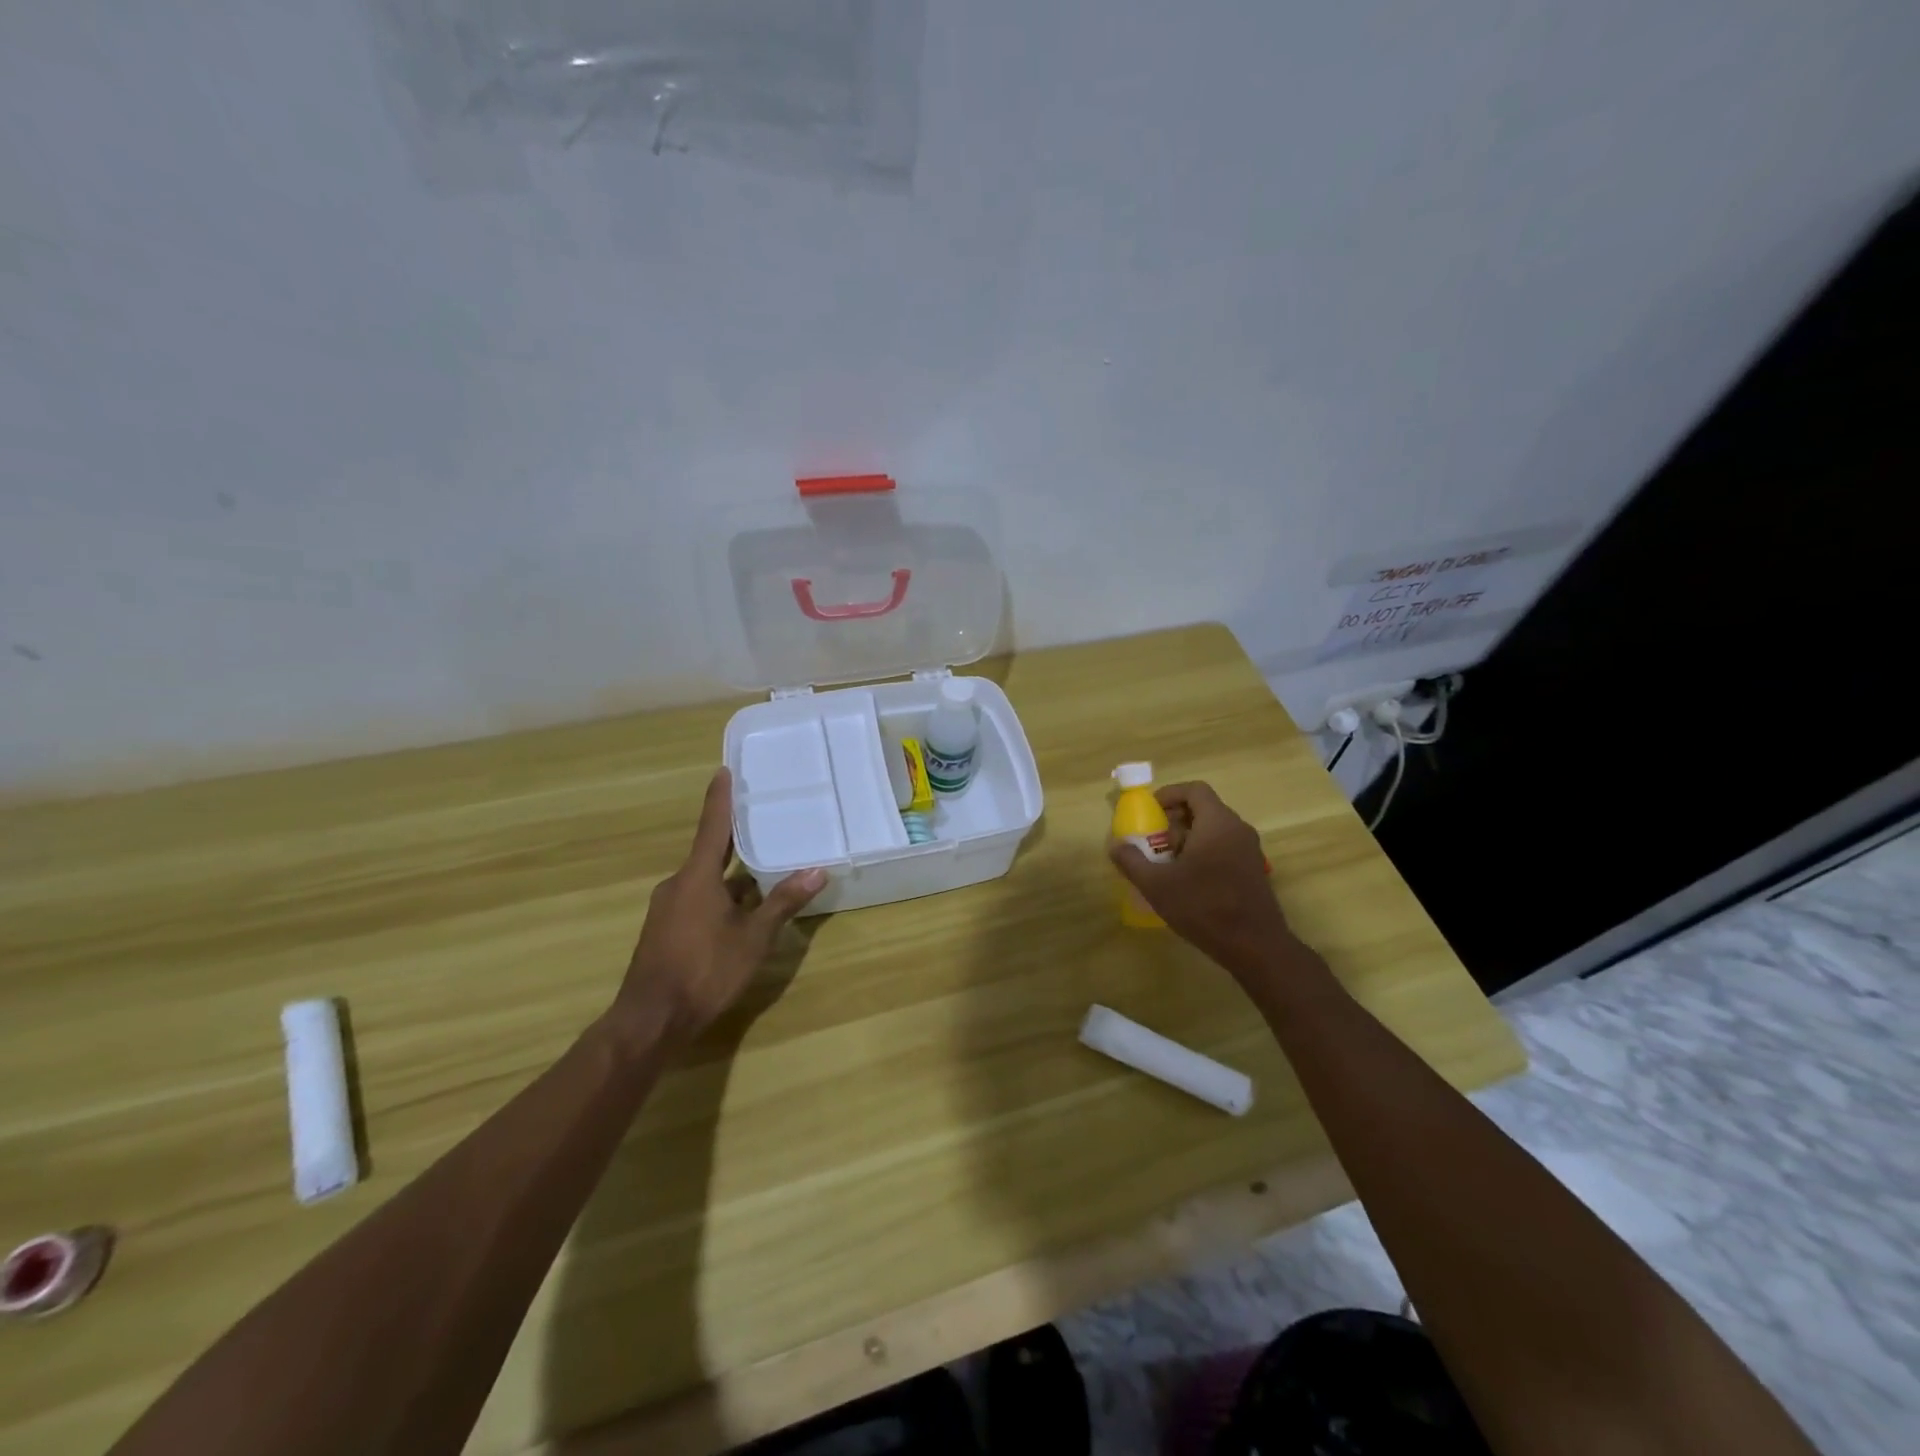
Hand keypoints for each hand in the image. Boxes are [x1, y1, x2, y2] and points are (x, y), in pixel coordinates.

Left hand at [614, 768, 825, 1046]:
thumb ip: (783, 902)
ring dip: (731, 878)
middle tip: (762, 822)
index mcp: (696, 877)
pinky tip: (741, 914)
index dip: (720, 799)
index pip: (712, 827)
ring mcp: (667, 909)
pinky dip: (719, 898)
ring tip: (763, 873)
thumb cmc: (704, 970)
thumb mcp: (753, 937)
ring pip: (705, 882)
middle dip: (735, 841)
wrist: (651, 1020)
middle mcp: (677, 885)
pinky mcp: (664, 931)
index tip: (724, 770)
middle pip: (710, 854)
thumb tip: (817, 870)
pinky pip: (696, 901)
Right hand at [1109, 781, 1294, 981]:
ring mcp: (1249, 850)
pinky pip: (1225, 847)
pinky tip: (1188, 881)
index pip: (1195, 790)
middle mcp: (1237, 829)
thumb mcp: (1157, 885)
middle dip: (1175, 820)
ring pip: (1214, 830)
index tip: (1150, 811)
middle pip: (1204, 809)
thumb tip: (1115, 845)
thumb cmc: (1203, 907)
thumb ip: (1132, 861)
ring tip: (1167, 863)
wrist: (1254, 946)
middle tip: (1154, 840)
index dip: (1170, 794)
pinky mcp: (1253, 870)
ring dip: (1188, 838)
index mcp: (1217, 823)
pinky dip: (1204, 852)